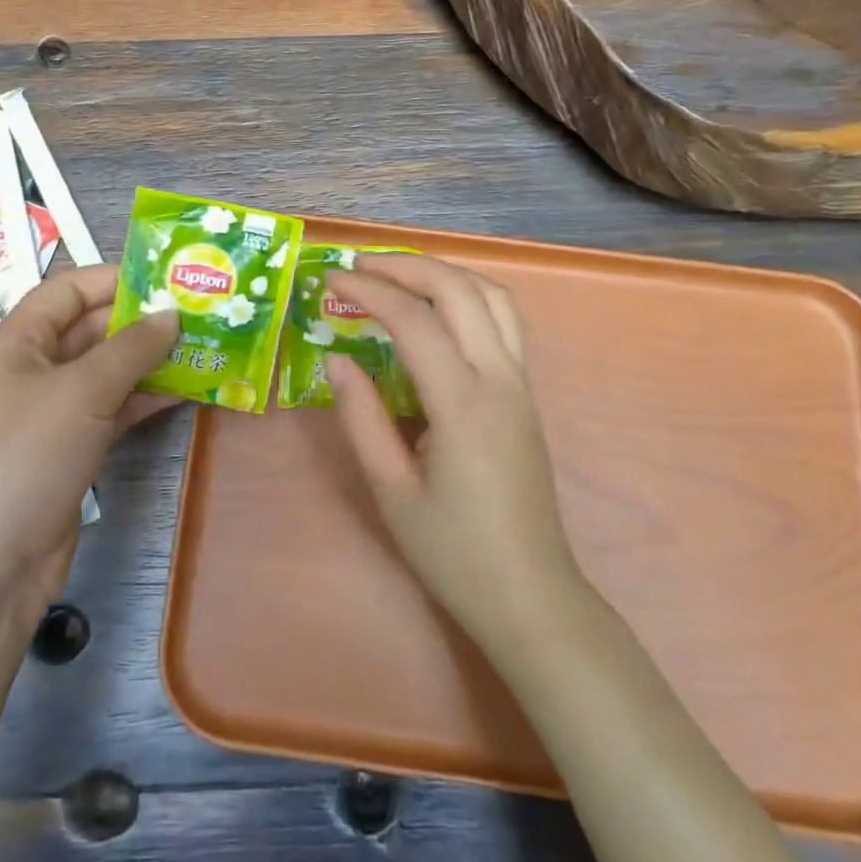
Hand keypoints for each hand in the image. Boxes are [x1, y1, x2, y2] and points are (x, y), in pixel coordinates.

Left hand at [0, 267, 177, 652]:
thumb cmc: (25, 457)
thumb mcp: (80, 391)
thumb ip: (130, 348)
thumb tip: (172, 314)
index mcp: (15, 342)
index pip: (67, 291)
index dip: (115, 279)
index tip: (168, 278)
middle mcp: (30, 371)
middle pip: (90, 330)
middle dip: (141, 321)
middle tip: (199, 313)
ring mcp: (49, 414)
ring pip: (105, 373)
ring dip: (149, 361)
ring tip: (203, 347)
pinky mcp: (68, 451)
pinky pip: (110, 411)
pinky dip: (143, 399)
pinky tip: (185, 390)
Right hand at [325, 254, 581, 652]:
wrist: (530, 595)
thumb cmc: (453, 551)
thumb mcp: (390, 490)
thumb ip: (361, 417)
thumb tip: (338, 359)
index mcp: (463, 404)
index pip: (414, 321)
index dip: (369, 291)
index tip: (331, 280)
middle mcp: (500, 379)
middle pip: (459, 291)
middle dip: (406, 266)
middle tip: (359, 266)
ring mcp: (521, 383)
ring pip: (492, 297)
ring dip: (444, 273)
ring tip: (398, 275)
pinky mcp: (526, 394)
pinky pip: (504, 321)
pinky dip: (468, 295)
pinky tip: (439, 309)